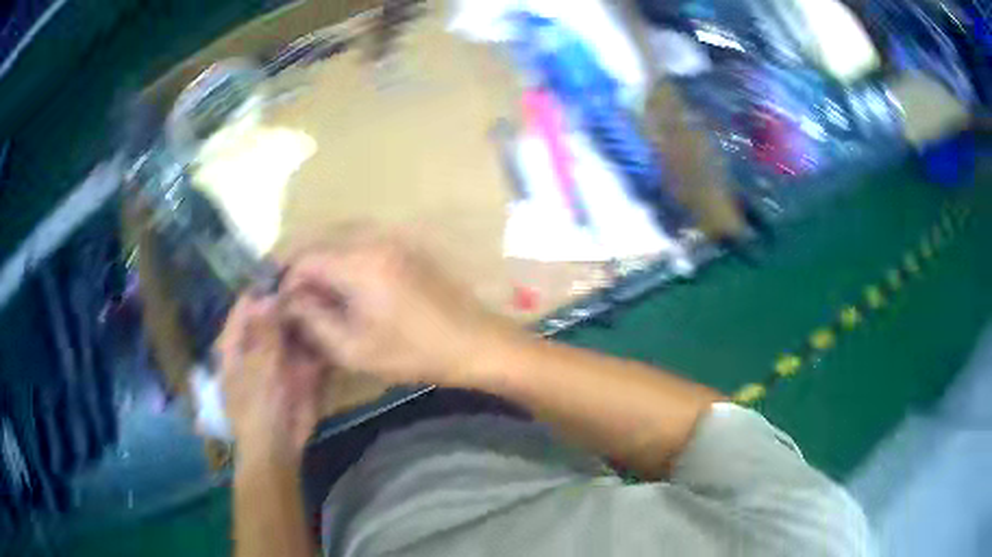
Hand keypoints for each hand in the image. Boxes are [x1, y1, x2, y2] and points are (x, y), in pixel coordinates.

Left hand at [215, 295, 324, 463]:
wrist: (279, 447)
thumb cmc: (258, 409)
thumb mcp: (258, 369)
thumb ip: (264, 333)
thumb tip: (269, 296)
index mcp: (236, 344)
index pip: (245, 307)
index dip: (263, 290)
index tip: (285, 273)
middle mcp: (257, 346)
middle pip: (271, 315)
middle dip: (290, 301)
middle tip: (313, 282)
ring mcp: (279, 358)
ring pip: (292, 330)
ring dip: (306, 317)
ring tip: (325, 296)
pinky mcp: (299, 371)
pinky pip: (308, 349)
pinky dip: (318, 338)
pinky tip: (331, 322)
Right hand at [281, 232, 514, 386]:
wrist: (475, 341)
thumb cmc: (414, 353)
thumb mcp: (354, 349)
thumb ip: (313, 320)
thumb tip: (288, 300)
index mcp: (359, 262)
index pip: (304, 258)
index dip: (285, 280)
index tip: (279, 305)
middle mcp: (372, 238)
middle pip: (318, 239)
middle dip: (297, 265)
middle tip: (287, 296)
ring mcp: (391, 237)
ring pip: (337, 236)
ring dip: (317, 258)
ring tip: (308, 291)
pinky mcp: (403, 244)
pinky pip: (358, 239)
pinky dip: (338, 255)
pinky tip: (337, 283)